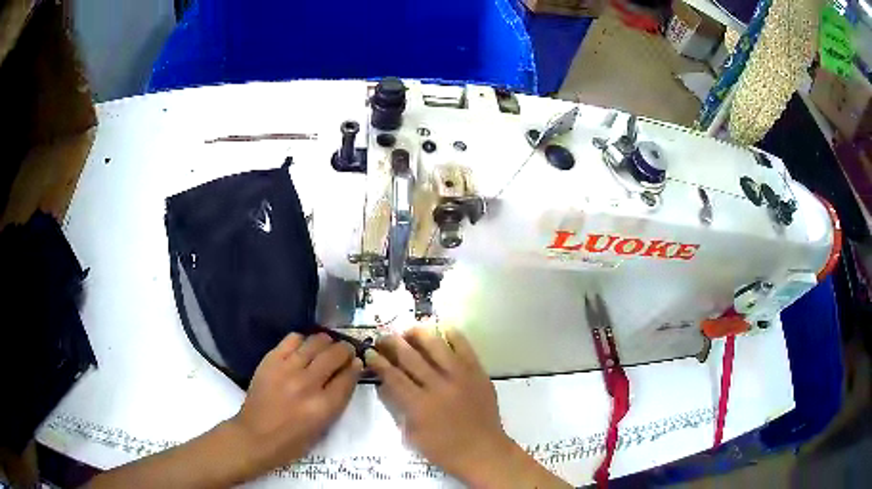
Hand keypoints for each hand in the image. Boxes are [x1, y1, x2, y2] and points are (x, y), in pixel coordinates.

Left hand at [229, 333, 362, 472]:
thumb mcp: (323, 427)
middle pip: (335, 355)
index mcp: (324, 407)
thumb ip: (337, 400)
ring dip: (326, 342)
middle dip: (345, 351)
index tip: (357, 362)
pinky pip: (292, 339)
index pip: (348, 376)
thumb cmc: (293, 441)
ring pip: (316, 342)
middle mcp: (307, 384)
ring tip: (326, 347)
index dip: (356, 366)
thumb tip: (348, 374)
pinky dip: (303, 341)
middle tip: (345, 352)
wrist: (255, 436)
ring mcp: (287, 369)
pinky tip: (303, 348)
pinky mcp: (271, 361)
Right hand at [367, 328, 569, 487]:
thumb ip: (398, 407)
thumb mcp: (412, 434)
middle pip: (410, 356)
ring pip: (435, 345)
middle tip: (383, 337)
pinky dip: (451, 334)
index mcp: (419, 405)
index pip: (393, 376)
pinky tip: (440, 328)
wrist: (483, 450)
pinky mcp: (477, 372)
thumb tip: (386, 383)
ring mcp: (460, 376)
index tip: (369, 352)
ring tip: (408, 330)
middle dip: (392, 343)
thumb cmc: (444, 449)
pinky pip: (463, 346)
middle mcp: (438, 386)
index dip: (378, 362)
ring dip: (418, 334)